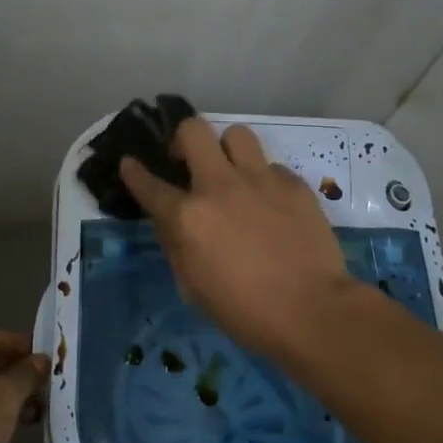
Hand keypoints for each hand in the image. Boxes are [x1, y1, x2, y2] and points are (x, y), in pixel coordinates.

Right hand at [121, 119, 353, 355]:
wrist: (312, 312)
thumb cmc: (244, 312)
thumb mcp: (192, 287)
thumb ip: (176, 245)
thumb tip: (171, 221)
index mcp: (187, 217)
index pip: (149, 184)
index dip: (134, 172)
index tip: (131, 164)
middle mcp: (219, 186)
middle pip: (193, 130)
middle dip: (184, 139)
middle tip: (189, 160)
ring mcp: (260, 180)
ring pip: (236, 134)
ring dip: (228, 150)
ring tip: (234, 173)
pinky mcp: (294, 184)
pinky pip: (272, 167)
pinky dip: (265, 181)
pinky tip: (272, 205)